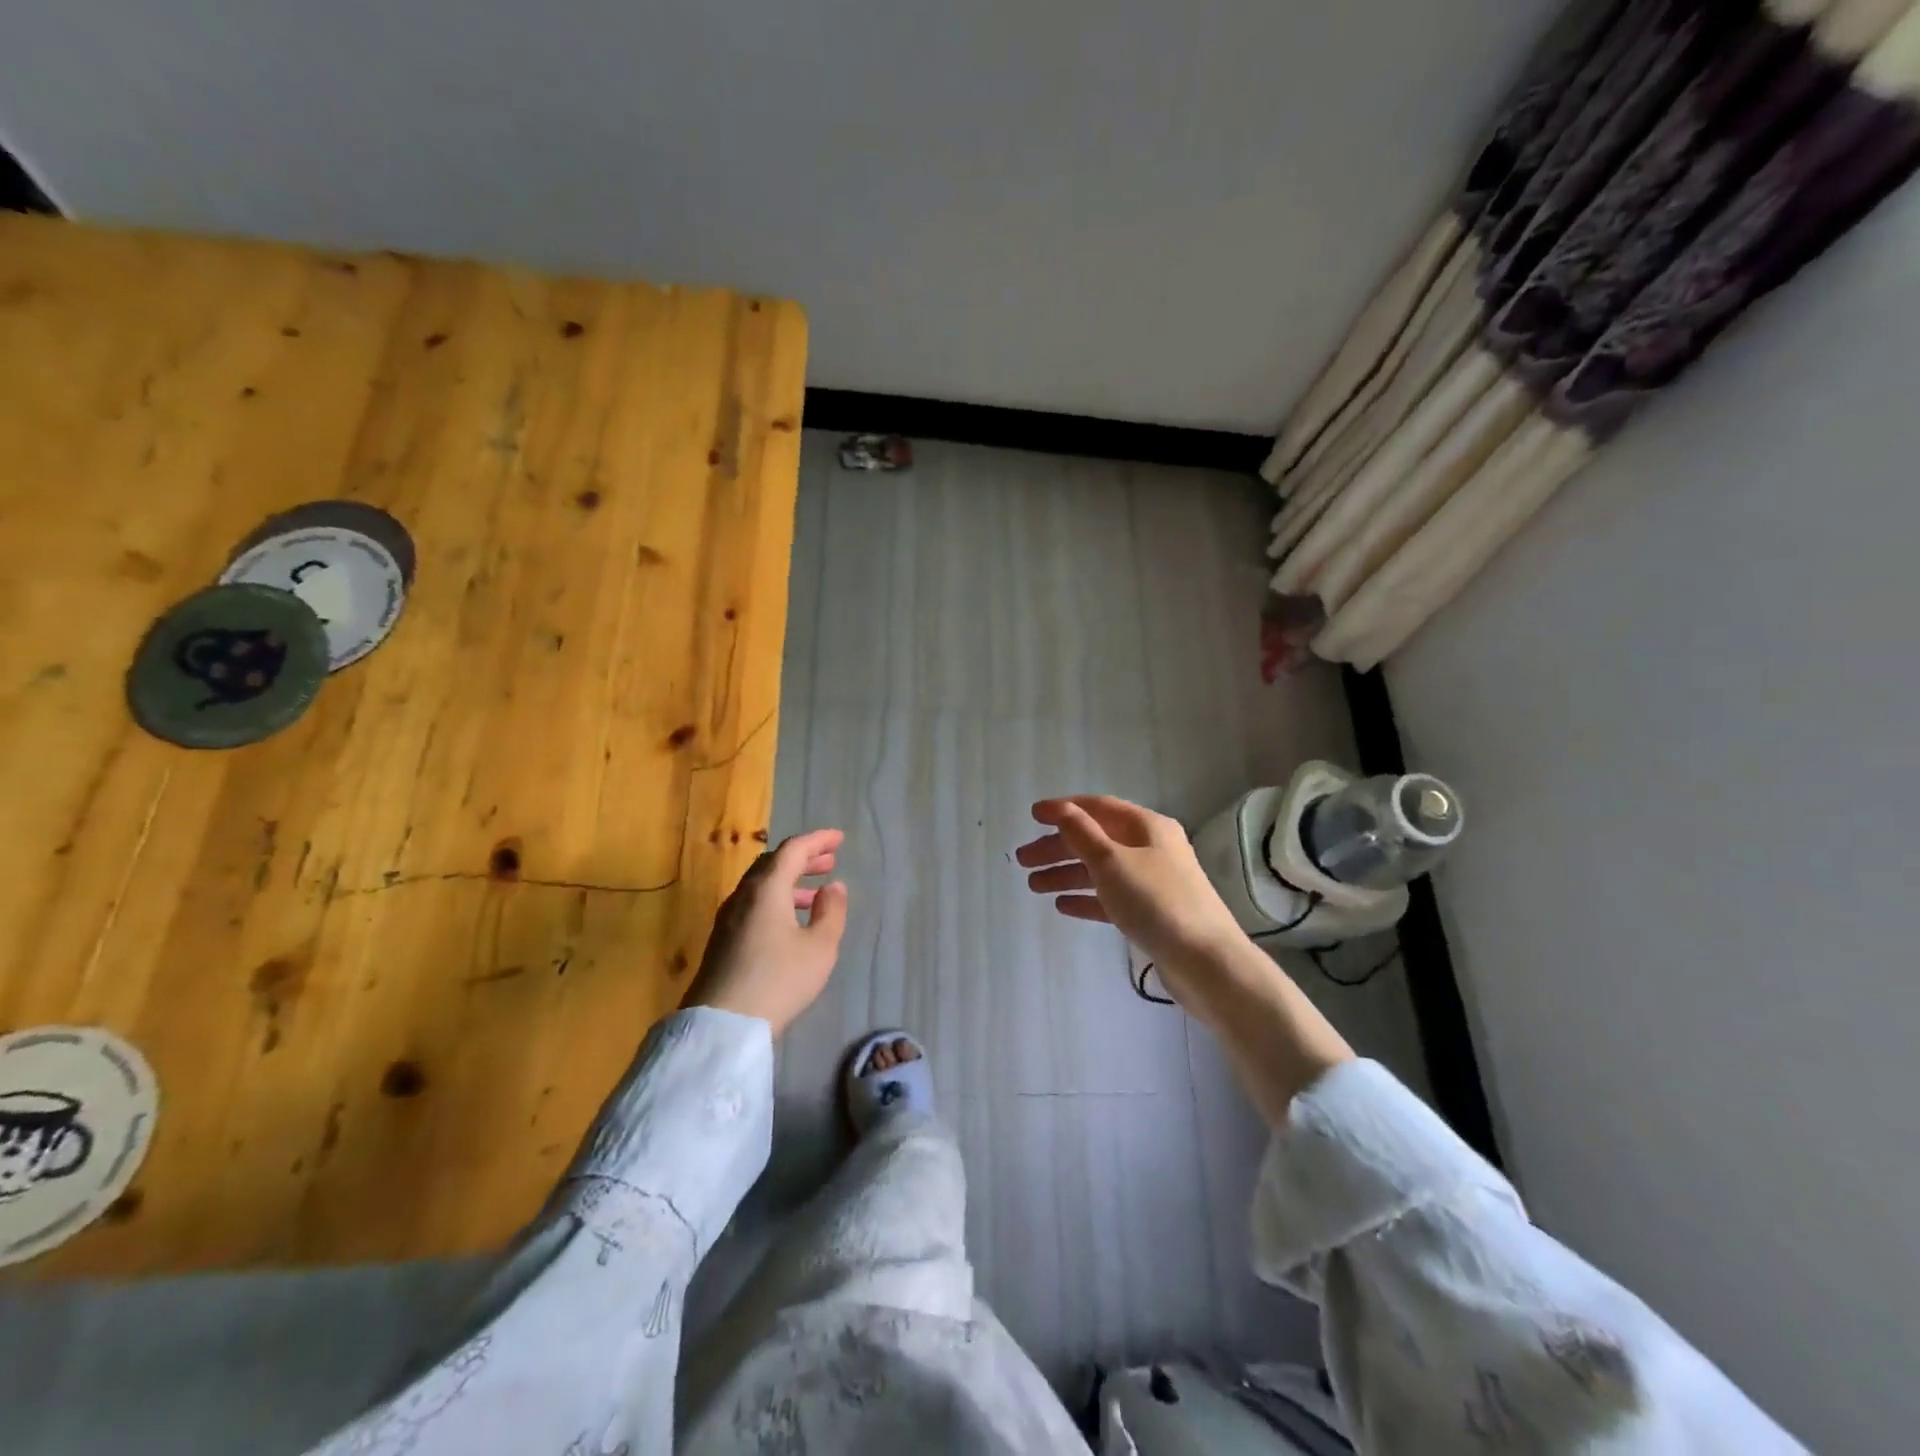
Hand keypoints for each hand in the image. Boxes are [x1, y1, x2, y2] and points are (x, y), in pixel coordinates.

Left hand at [680, 829, 848, 1036]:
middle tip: (829, 862)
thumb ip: (831, 912)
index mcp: (767, 888)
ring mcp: (728, 918)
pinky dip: (776, 900)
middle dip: (803, 859)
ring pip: (761, 885)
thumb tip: (833, 887)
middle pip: (773, 864)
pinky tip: (790, 922)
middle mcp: (744, 895)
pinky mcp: (722, 940)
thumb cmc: (779, 980)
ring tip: (816, 894)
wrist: (722, 1026)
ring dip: (790, 882)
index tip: (839, 839)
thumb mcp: (820, 948)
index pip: (793, 849)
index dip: (817, 840)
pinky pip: (753, 904)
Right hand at [1015, 795, 1247, 1017]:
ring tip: (1032, 886)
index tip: (1032, 816)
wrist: (1205, 962)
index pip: (1098, 808)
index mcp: (1147, 827)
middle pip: (1096, 840)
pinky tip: (1062, 906)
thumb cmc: (1156, 902)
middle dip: (1058, 848)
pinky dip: (1086, 899)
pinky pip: (1111, 898)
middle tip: (1022, 861)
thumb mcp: (1112, 862)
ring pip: (1101, 871)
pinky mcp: (1152, 914)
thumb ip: (1082, 834)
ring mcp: (1153, 882)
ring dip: (1066, 874)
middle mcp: (1151, 849)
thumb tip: (1062, 810)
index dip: (1064, 809)